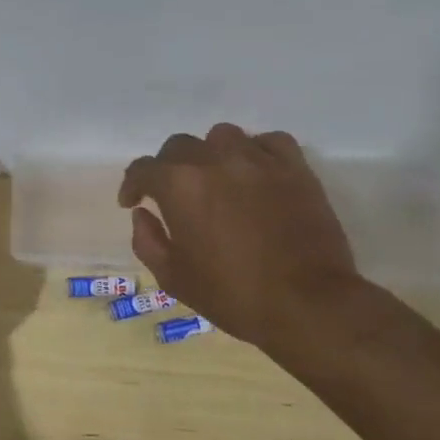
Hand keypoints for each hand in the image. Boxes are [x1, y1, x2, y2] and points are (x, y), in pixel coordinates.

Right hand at [118, 124, 363, 356]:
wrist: (307, 304)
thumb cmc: (233, 295)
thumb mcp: (174, 278)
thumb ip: (148, 241)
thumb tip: (142, 215)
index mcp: (179, 185)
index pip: (143, 169)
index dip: (132, 185)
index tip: (132, 202)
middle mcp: (214, 160)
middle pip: (180, 146)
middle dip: (168, 168)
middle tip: (173, 195)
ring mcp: (258, 159)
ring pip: (222, 136)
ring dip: (211, 154)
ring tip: (216, 178)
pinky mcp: (295, 167)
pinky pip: (269, 142)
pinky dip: (256, 151)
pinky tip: (255, 172)